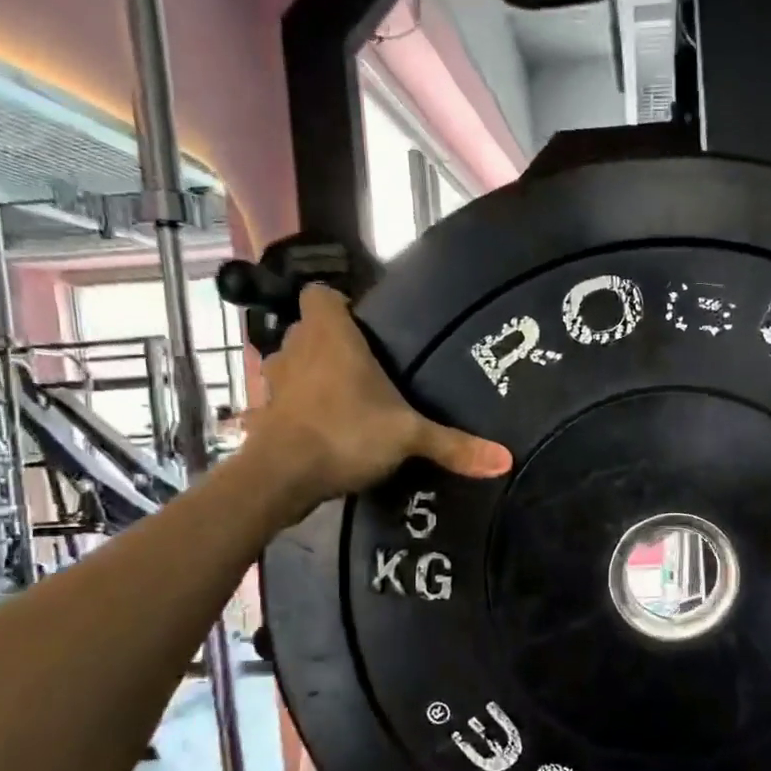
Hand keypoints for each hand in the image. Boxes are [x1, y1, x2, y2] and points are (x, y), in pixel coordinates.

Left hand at [242, 284, 511, 502]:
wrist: (280, 477)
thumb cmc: (345, 433)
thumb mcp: (408, 437)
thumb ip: (454, 444)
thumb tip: (507, 460)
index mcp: (330, 334)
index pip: (321, 293)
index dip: (340, 304)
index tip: (366, 327)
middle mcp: (297, 347)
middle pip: (311, 329)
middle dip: (334, 343)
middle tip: (369, 368)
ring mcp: (275, 381)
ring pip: (295, 364)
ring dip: (313, 375)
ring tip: (347, 398)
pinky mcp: (263, 413)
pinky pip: (284, 400)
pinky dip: (298, 408)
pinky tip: (321, 428)